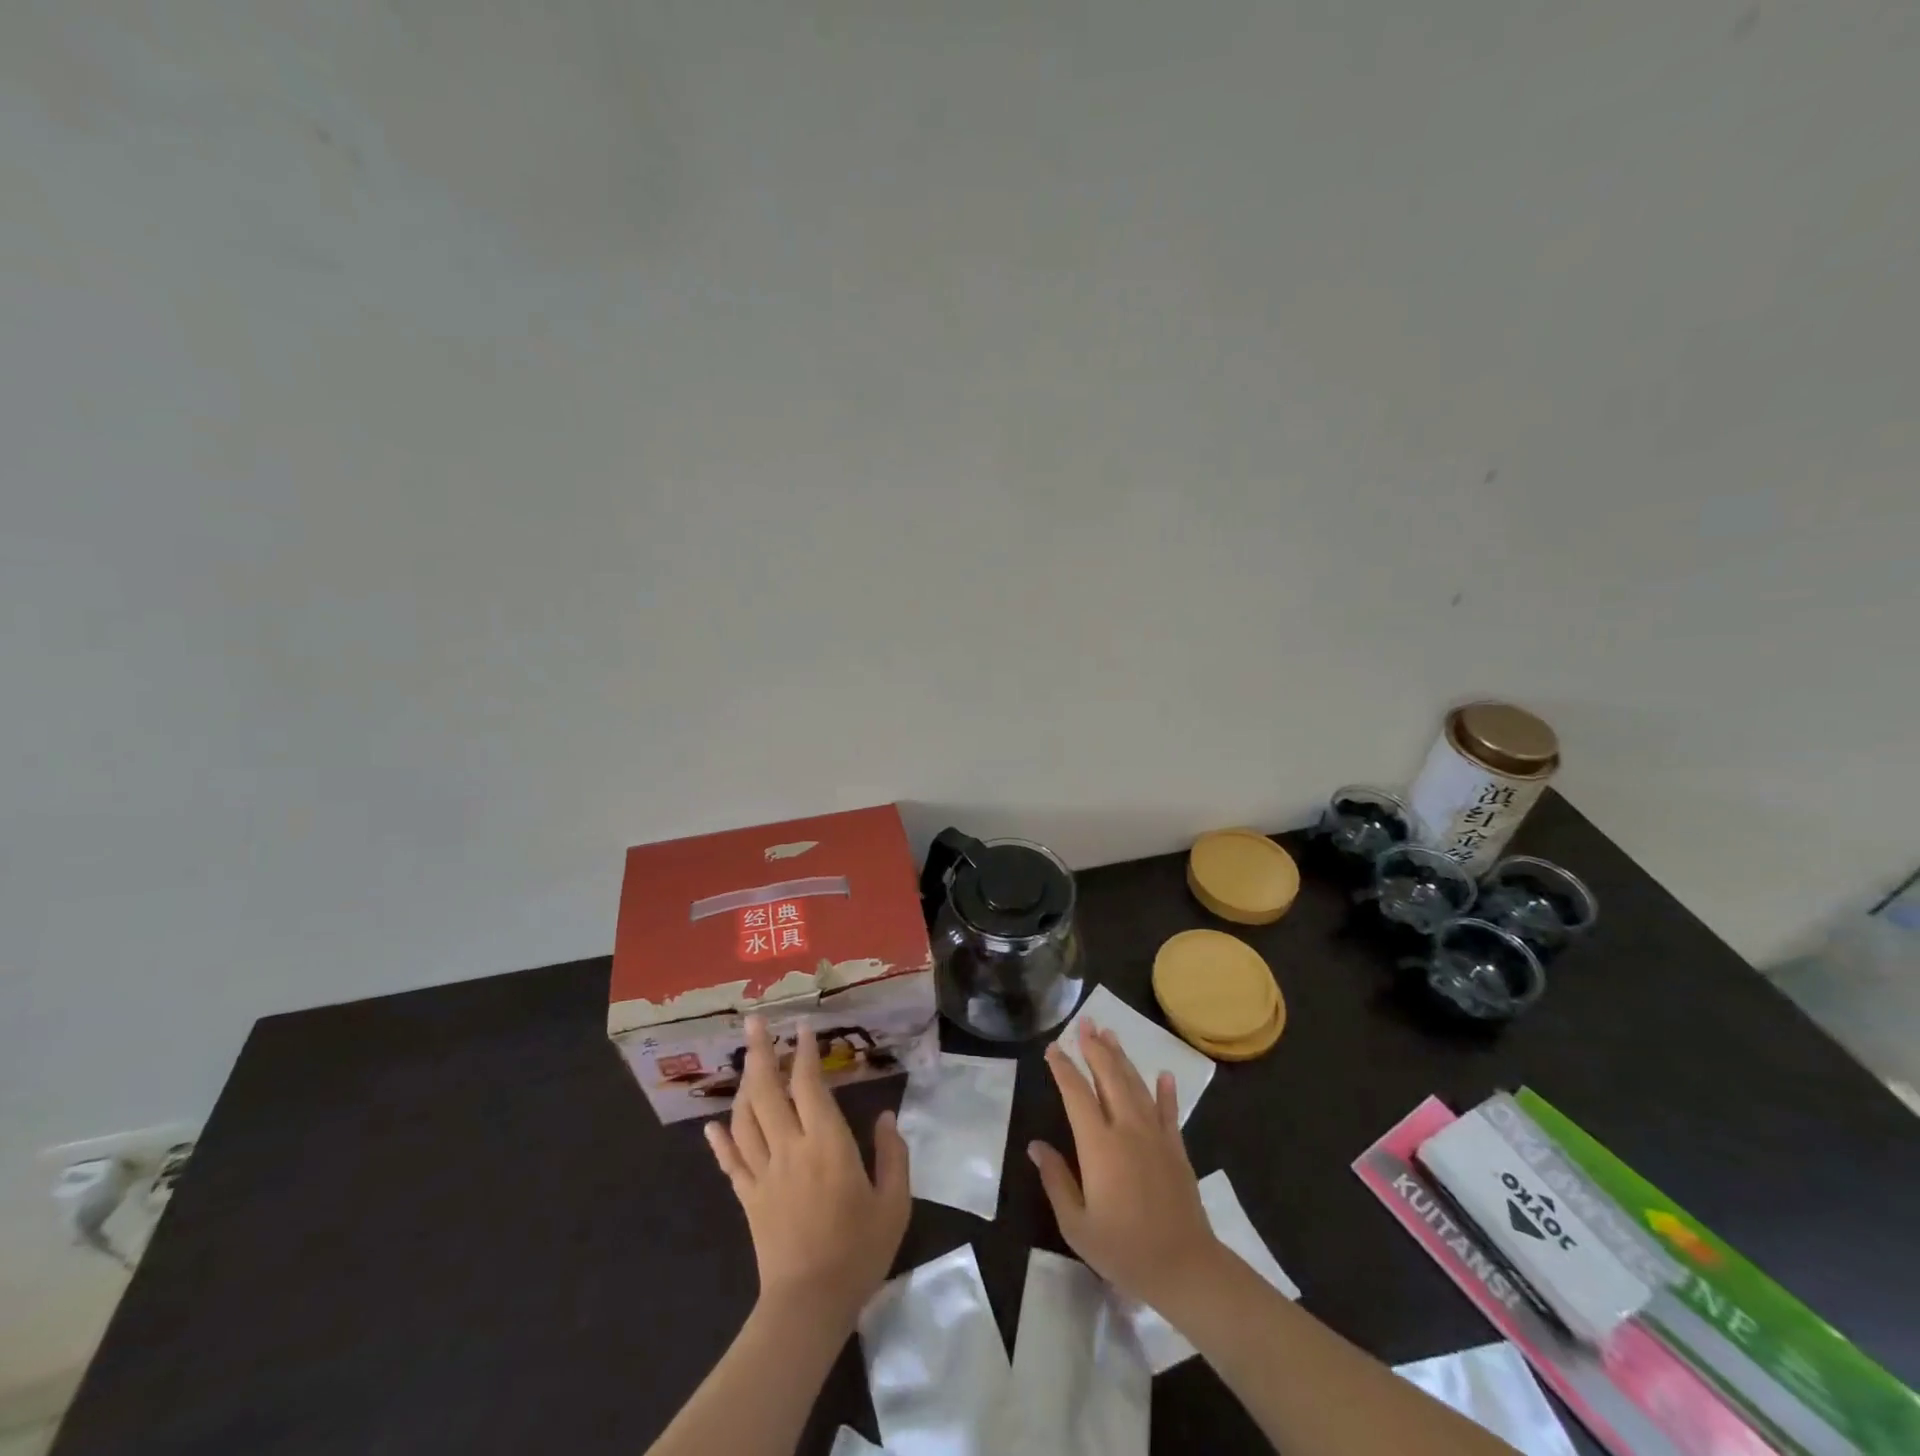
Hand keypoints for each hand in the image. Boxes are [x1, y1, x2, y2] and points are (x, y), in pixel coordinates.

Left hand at [704, 1016, 910, 1330]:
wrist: (809, 1303)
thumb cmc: (858, 1250)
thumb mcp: (894, 1203)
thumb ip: (893, 1155)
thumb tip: (888, 1115)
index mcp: (826, 1144)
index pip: (809, 1086)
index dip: (805, 1053)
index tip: (803, 1027)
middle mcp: (790, 1147)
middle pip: (767, 1091)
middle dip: (760, 1053)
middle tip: (753, 1022)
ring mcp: (763, 1172)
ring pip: (745, 1118)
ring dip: (743, 1085)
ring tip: (746, 1062)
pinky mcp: (748, 1197)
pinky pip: (730, 1161)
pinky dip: (720, 1140)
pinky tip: (712, 1125)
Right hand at [1029, 1020, 1221, 1308]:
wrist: (1185, 1268)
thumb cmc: (1124, 1250)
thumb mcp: (1077, 1224)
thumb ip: (1056, 1180)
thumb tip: (1036, 1146)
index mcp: (1099, 1145)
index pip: (1076, 1094)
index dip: (1063, 1068)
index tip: (1053, 1048)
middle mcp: (1127, 1129)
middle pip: (1109, 1077)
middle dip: (1095, 1048)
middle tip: (1085, 1022)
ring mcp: (1156, 1136)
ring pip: (1136, 1086)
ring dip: (1122, 1058)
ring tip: (1110, 1034)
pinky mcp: (1177, 1148)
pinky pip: (1169, 1112)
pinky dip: (1166, 1092)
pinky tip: (1164, 1075)